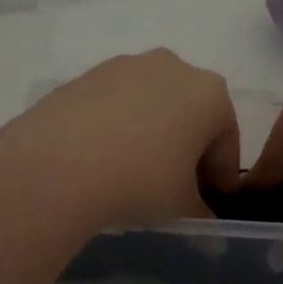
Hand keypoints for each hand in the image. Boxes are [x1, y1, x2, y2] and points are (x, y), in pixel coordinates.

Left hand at [0, 50, 239, 240]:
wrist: (56, 166)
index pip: (227, 140)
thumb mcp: (181, 206)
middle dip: (188, 148)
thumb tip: (202, 218)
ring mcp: (125, 66)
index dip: (221, 176)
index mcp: (210, 93)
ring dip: (152, 134)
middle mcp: (172, 66)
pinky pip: (116, 104)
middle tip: (175, 186)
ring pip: (152, 104)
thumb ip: (201, 210)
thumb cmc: (139, 181)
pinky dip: (118, 126)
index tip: (209, 202)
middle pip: (191, 113)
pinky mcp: (86, 75)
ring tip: (133, 172)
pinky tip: (102, 158)